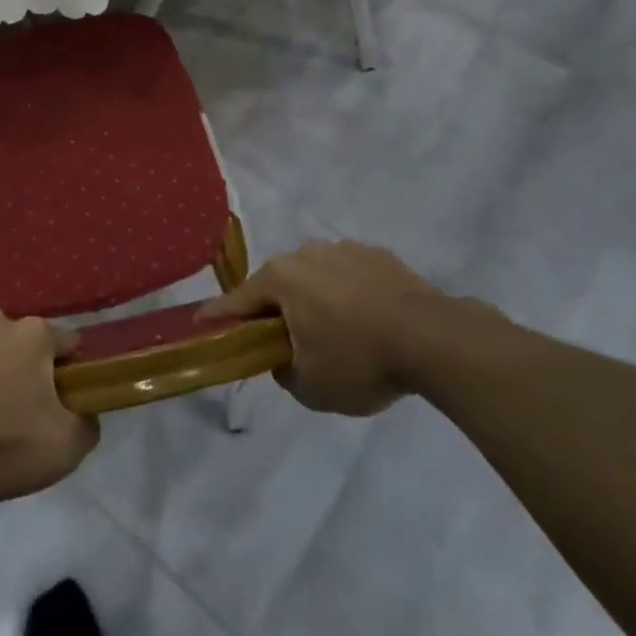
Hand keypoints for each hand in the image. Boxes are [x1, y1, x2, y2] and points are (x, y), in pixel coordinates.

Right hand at [205, 240, 486, 415]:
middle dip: (277, 311)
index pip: (238, 300)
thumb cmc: (360, 360)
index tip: (200, 323)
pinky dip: (349, 295)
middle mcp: (307, 252)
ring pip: (316, 277)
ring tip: (337, 334)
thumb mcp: (311, 386)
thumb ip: (282, 371)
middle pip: (279, 285)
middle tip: (286, 342)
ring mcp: (345, 249)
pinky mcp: (379, 255)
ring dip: (316, 300)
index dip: (218, 316)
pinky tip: (368, 322)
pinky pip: (350, 276)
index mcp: (281, 278)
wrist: (435, 339)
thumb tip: (282, 357)